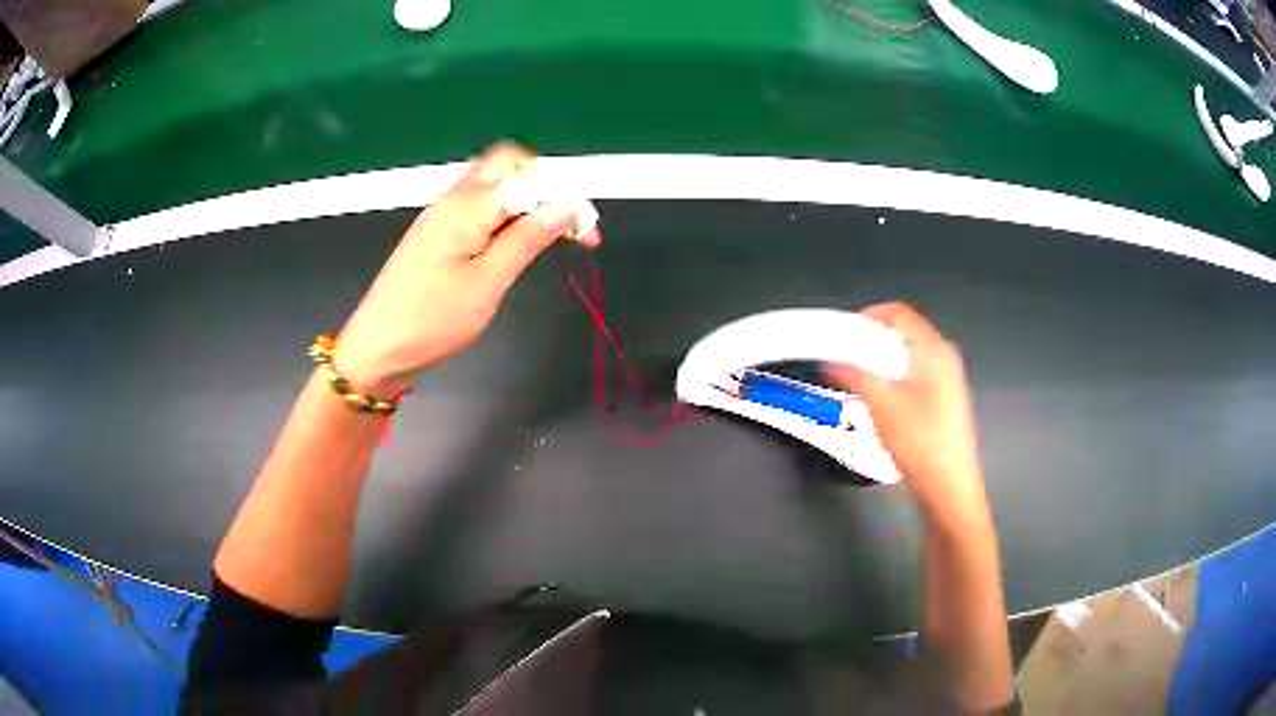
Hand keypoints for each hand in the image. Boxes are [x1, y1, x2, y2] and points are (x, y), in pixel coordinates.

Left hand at [333, 143, 599, 395]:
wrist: (376, 347)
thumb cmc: (432, 320)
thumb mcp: (488, 283)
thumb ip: (527, 240)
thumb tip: (565, 207)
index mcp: (468, 205)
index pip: (529, 178)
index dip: (565, 197)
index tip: (588, 234)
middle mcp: (453, 198)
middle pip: (508, 166)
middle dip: (545, 186)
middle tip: (566, 226)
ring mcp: (441, 213)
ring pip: (493, 184)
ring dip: (526, 200)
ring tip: (547, 237)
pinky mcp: (436, 231)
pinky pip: (478, 204)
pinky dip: (504, 213)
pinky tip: (512, 242)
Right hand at [827, 303, 988, 522]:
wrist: (949, 488)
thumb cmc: (920, 443)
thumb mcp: (881, 407)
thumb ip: (854, 375)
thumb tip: (831, 358)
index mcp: (935, 350)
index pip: (898, 313)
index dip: (867, 317)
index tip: (841, 334)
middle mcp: (944, 357)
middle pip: (903, 333)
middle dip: (870, 341)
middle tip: (844, 358)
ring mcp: (947, 379)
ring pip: (906, 356)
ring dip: (880, 361)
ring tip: (856, 380)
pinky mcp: (944, 400)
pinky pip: (913, 374)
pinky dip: (892, 377)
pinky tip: (878, 401)